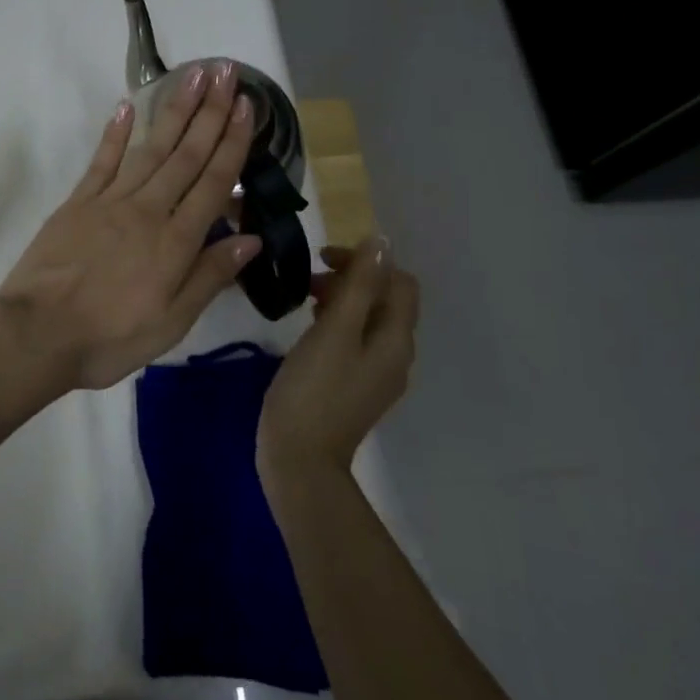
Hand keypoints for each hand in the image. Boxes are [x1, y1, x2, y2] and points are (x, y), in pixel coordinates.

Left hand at [0, 60, 259, 400]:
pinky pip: (101, 162)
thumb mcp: (172, 322)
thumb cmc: (110, 338)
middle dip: (210, 112)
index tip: (248, 107)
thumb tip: (251, 238)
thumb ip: (210, 276)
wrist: (37, 333)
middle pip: (186, 155)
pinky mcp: (76, 203)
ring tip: (193, 76)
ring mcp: (109, 202)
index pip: (213, 182)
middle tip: (227, 72)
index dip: (233, 143)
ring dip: (174, 111)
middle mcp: (147, 210)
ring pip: (150, 149)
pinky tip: (128, 107)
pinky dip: (115, 133)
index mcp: (175, 241)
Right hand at [257, 238, 419, 486]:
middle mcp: (396, 355)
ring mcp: (377, 375)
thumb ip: (358, 285)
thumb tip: (380, 242)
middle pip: (386, 301)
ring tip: (306, 301)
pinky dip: (338, 325)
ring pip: (369, 321)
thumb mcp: (334, 330)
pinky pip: (356, 342)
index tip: (323, 260)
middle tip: (310, 281)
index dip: (366, 262)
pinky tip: (310, 331)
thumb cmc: (313, 388)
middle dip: (353, 280)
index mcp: (395, 339)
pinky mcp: (357, 388)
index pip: (399, 282)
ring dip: (343, 301)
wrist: (300, 457)